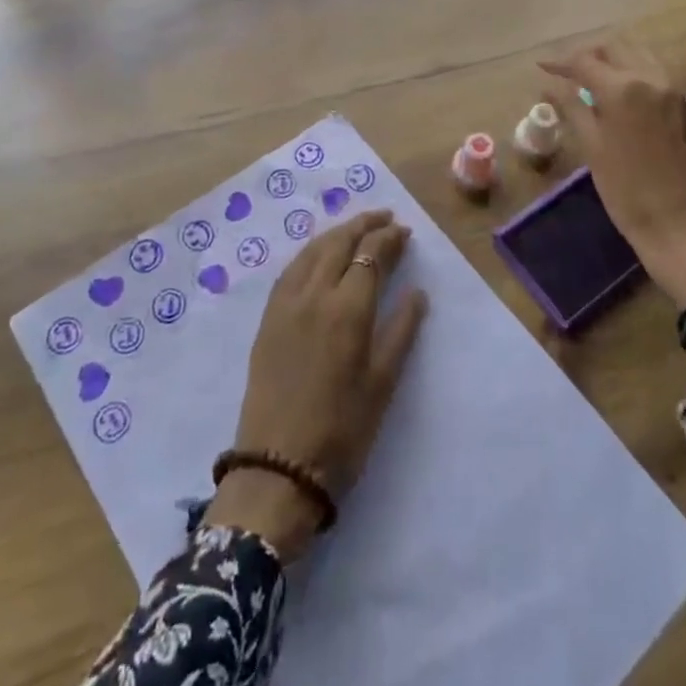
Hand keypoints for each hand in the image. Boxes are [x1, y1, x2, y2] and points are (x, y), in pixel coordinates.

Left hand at [204, 209, 428, 559]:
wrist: (277, 469)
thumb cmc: (342, 431)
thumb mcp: (382, 384)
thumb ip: (401, 331)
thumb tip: (417, 292)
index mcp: (347, 309)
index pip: (370, 255)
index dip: (388, 239)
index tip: (404, 231)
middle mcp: (314, 295)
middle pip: (339, 243)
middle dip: (363, 224)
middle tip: (384, 217)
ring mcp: (286, 304)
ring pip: (312, 250)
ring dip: (336, 232)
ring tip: (356, 227)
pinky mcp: (268, 319)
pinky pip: (291, 269)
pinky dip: (311, 251)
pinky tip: (319, 254)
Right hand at [540, 38, 685, 311]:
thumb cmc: (629, 194)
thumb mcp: (592, 149)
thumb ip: (572, 108)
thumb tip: (550, 86)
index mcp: (624, 89)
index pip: (585, 61)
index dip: (560, 61)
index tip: (543, 66)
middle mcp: (656, 81)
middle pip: (619, 49)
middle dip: (592, 54)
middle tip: (571, 71)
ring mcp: (682, 96)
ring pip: (647, 60)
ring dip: (620, 63)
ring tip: (600, 81)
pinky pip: (666, 85)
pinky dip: (643, 84)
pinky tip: (633, 106)